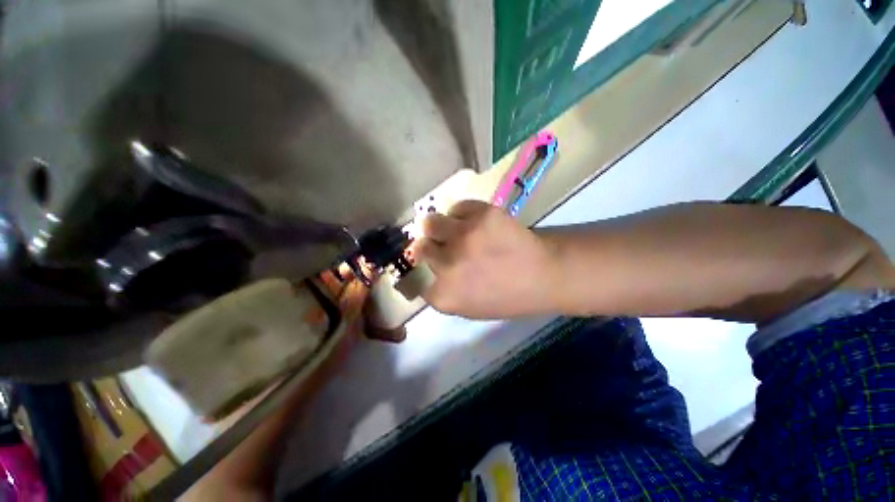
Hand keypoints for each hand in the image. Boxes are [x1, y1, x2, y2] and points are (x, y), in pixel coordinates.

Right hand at [412, 200, 561, 318]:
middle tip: (446, 246)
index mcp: (443, 295)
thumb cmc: (507, 297)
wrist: (543, 275)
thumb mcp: (467, 308)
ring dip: (441, 227)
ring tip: (458, 230)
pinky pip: (457, 208)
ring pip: (431, 223)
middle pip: (420, 248)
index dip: (423, 268)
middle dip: (431, 247)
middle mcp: (447, 265)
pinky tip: (478, 223)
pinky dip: (463, 214)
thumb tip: (424, 269)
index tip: (432, 264)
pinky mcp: (481, 214)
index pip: (414, 276)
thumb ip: (442, 291)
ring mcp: (464, 237)